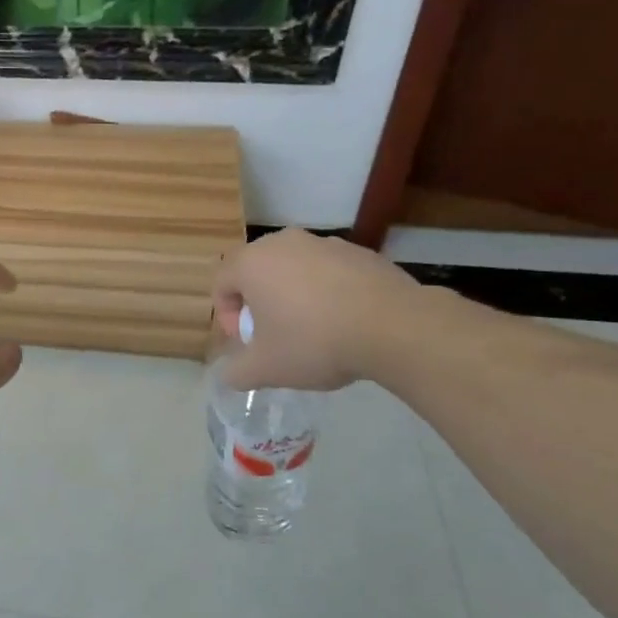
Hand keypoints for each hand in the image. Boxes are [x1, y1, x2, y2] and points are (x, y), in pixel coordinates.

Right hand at [212, 229, 422, 390]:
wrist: (396, 328)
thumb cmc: (315, 342)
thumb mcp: (266, 369)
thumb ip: (237, 372)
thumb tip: (231, 374)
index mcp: (251, 263)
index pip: (221, 283)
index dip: (226, 316)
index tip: (247, 342)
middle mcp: (283, 243)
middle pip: (256, 272)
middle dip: (259, 303)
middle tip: (274, 335)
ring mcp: (324, 243)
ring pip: (294, 270)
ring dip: (294, 296)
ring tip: (313, 330)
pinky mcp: (360, 252)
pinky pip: (329, 272)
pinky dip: (328, 292)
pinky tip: (345, 322)